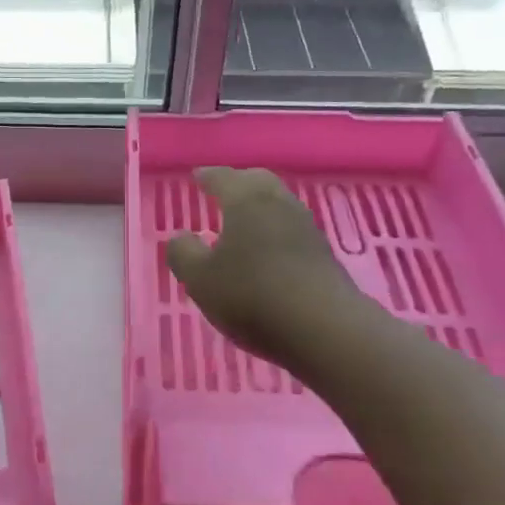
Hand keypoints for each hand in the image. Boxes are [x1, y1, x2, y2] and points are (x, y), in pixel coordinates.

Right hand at [166, 167, 370, 378]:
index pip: (222, 178)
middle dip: (238, 182)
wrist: (324, 328)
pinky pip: (292, 229)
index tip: (197, 176)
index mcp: (245, 200)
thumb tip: (180, 236)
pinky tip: (267, 249)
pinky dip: (275, 230)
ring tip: (243, 221)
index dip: (207, 176)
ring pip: (279, 203)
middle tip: (222, 191)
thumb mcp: (199, 279)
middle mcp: (278, 204)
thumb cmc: (251, 295)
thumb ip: (182, 253)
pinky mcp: (324, 254)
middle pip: (258, 181)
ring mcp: (306, 228)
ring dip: (260, 206)